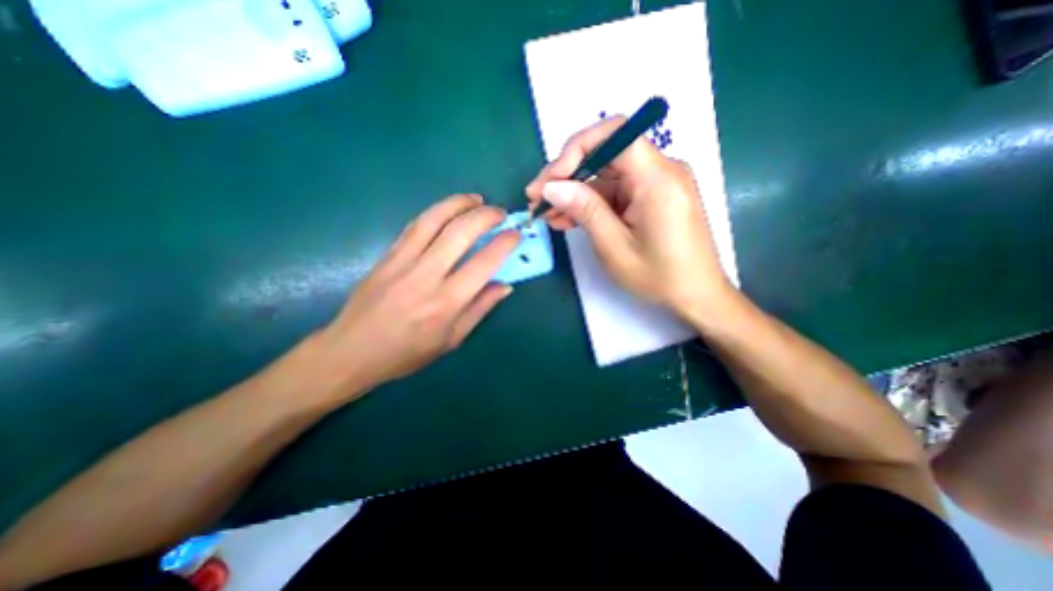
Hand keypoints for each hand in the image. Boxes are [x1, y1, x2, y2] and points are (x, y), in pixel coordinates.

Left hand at [295, 197, 517, 402]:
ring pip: (434, 220)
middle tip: (500, 213)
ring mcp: (402, 262)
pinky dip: (436, 212)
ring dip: (459, 203)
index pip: (483, 263)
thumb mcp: (452, 340)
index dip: (504, 244)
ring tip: (476, 199)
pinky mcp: (386, 255)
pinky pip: (414, 226)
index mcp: (446, 303)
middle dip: (485, 215)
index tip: (516, 234)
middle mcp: (426, 276)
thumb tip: (505, 286)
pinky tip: (448, 209)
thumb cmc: (407, 353)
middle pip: (460, 232)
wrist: (351, 351)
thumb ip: (480, 309)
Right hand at [524, 114, 733, 320]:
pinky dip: (590, 204)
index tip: (552, 179)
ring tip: (547, 215)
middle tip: (537, 198)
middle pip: (605, 154)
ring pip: (605, 176)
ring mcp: (655, 183)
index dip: (576, 149)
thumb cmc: (659, 277)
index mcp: (657, 178)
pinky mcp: (650, 197)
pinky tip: (567, 219)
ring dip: (574, 193)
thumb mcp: (615, 247)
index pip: (615, 134)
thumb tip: (551, 186)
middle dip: (567, 174)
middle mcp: (660, 170)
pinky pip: (615, 192)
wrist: (696, 295)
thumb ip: (584, 211)